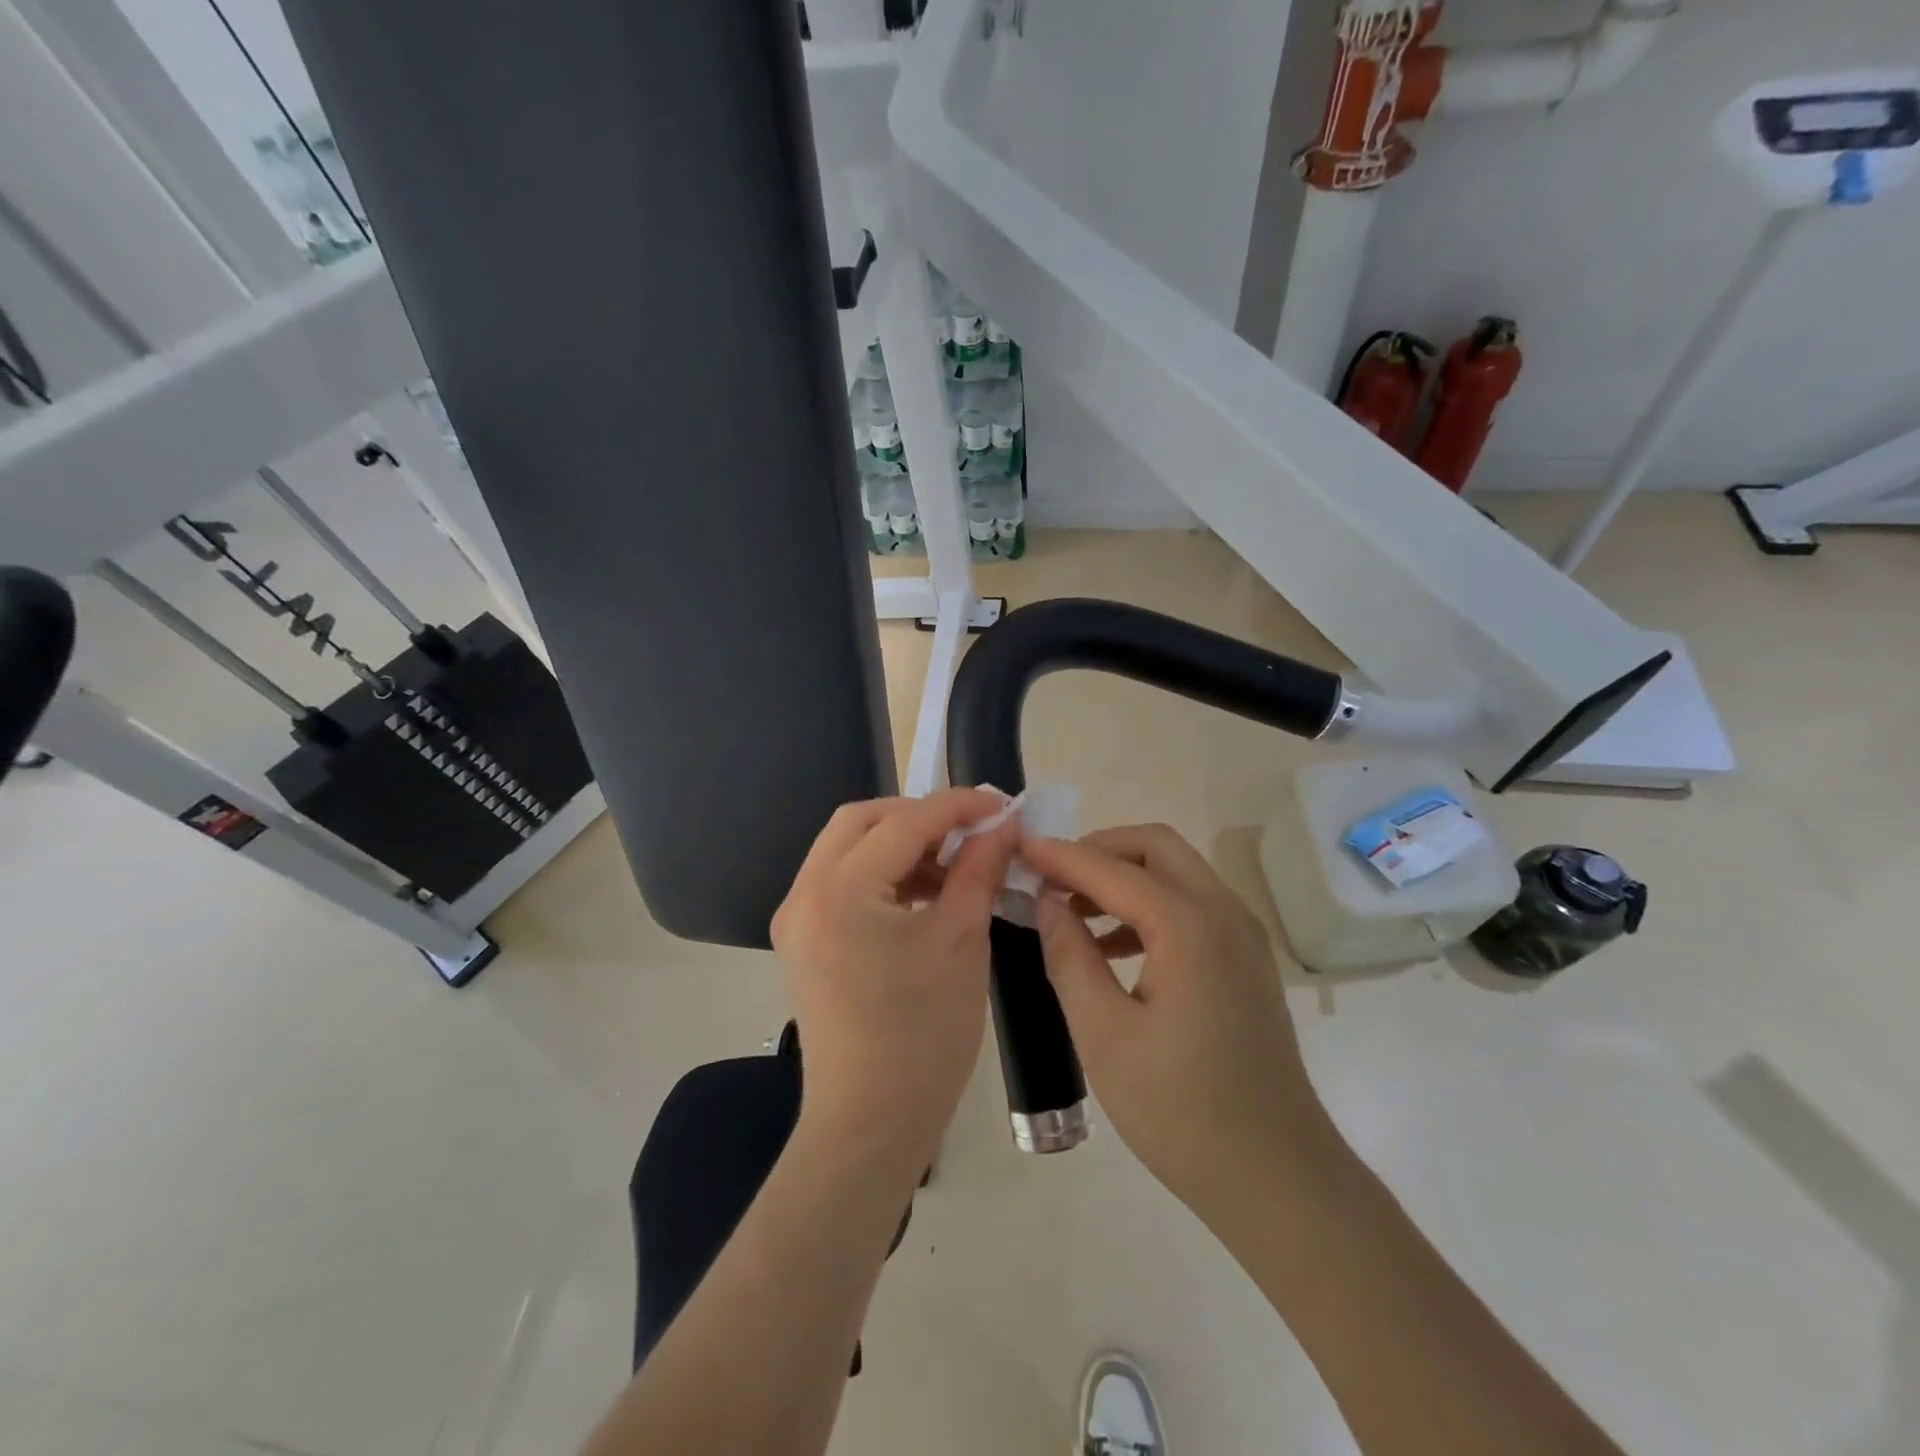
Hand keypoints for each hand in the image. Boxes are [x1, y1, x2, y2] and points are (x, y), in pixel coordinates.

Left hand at [772, 789, 1018, 1180]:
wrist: (868, 1125)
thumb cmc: (923, 1036)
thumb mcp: (960, 942)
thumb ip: (978, 870)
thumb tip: (1001, 824)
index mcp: (842, 890)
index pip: (904, 821)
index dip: (957, 806)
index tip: (1002, 804)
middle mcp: (805, 893)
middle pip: (862, 821)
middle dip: (920, 815)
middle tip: (971, 832)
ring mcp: (797, 918)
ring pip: (848, 848)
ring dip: (900, 843)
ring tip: (953, 866)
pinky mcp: (802, 941)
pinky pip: (841, 882)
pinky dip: (882, 874)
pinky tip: (922, 895)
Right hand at [1020, 825, 1339, 1219]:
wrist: (1277, 1177)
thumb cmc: (1180, 1110)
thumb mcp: (1104, 1033)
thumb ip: (1070, 955)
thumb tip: (1046, 901)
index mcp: (1189, 926)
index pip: (1110, 868)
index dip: (1060, 855)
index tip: (1017, 847)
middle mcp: (1224, 912)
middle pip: (1155, 847)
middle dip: (1098, 850)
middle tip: (1051, 876)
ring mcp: (1242, 935)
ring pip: (1175, 873)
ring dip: (1122, 877)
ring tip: (1070, 911)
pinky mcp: (1245, 960)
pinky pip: (1190, 906)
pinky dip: (1147, 907)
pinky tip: (1110, 947)